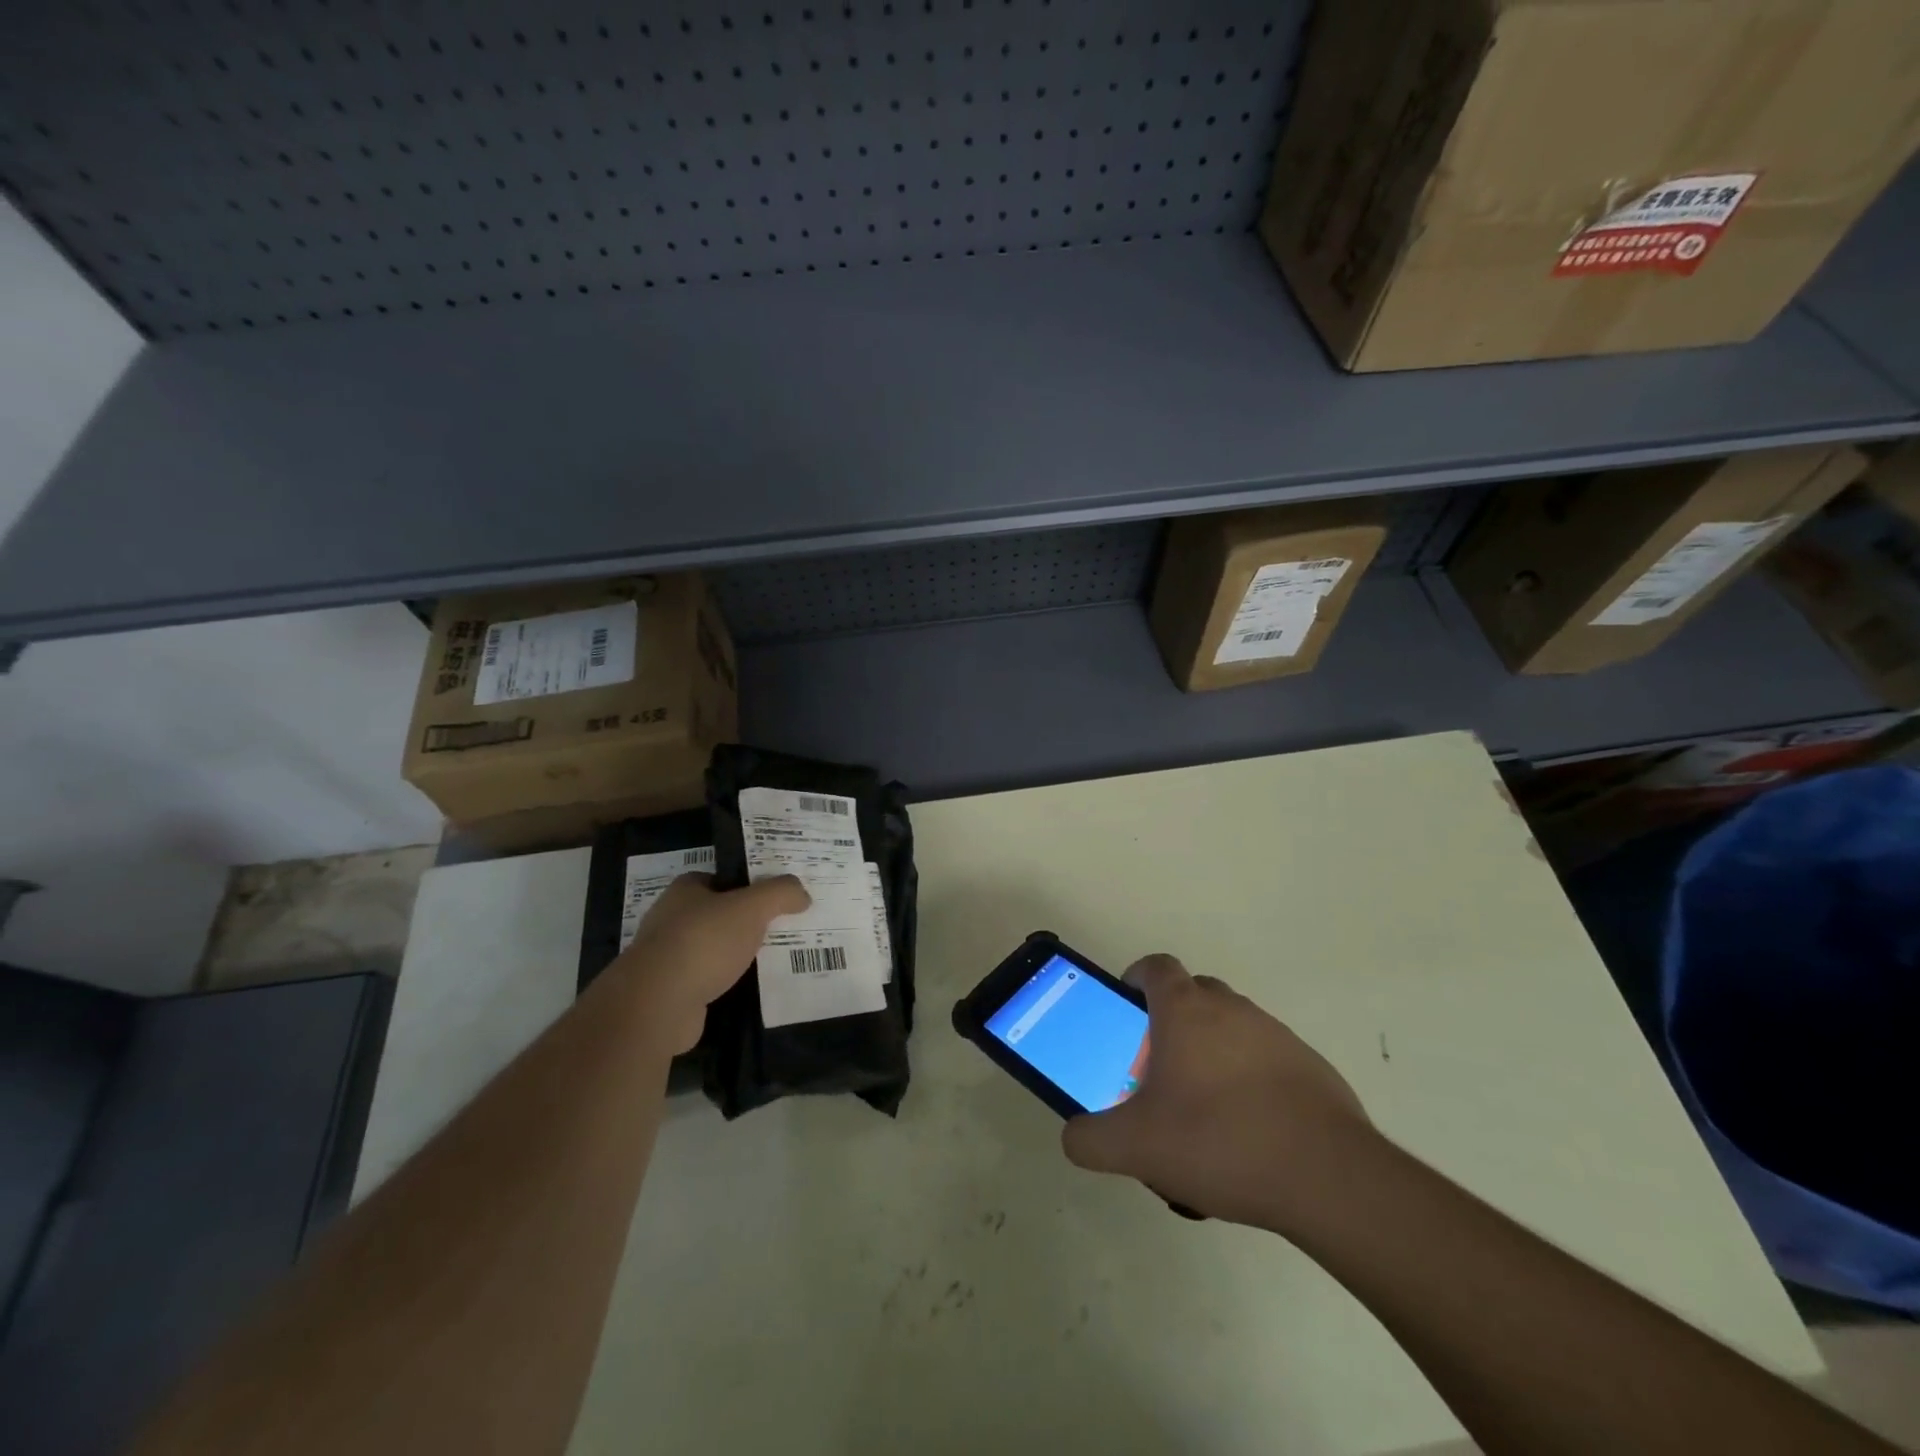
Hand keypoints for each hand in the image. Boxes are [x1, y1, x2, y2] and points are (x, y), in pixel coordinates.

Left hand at [606, 873, 809, 1053]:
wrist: (658, 1004)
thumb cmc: (704, 942)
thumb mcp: (752, 907)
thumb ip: (780, 893)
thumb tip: (802, 894)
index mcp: (684, 891)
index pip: (716, 879)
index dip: (743, 885)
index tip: (771, 898)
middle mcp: (669, 920)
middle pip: (714, 914)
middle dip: (741, 922)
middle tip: (778, 928)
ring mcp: (666, 959)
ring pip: (710, 950)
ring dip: (733, 955)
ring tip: (770, 960)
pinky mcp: (669, 993)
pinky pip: (705, 981)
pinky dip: (724, 984)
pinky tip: (748, 989)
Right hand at [1061, 955, 1374, 1230]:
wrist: (1327, 1177)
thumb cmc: (1218, 1141)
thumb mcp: (1135, 1147)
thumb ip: (1090, 1139)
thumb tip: (1074, 1136)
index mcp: (1186, 1010)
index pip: (1156, 966)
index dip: (1136, 979)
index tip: (1127, 1010)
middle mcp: (1231, 1008)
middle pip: (1194, 994)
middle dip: (1172, 1020)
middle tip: (1160, 1069)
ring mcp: (1276, 1034)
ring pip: (1232, 1026)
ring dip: (1213, 1051)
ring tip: (1204, 1109)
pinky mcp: (1311, 1066)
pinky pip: (1267, 1058)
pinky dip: (1251, 1078)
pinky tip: (1249, 1131)